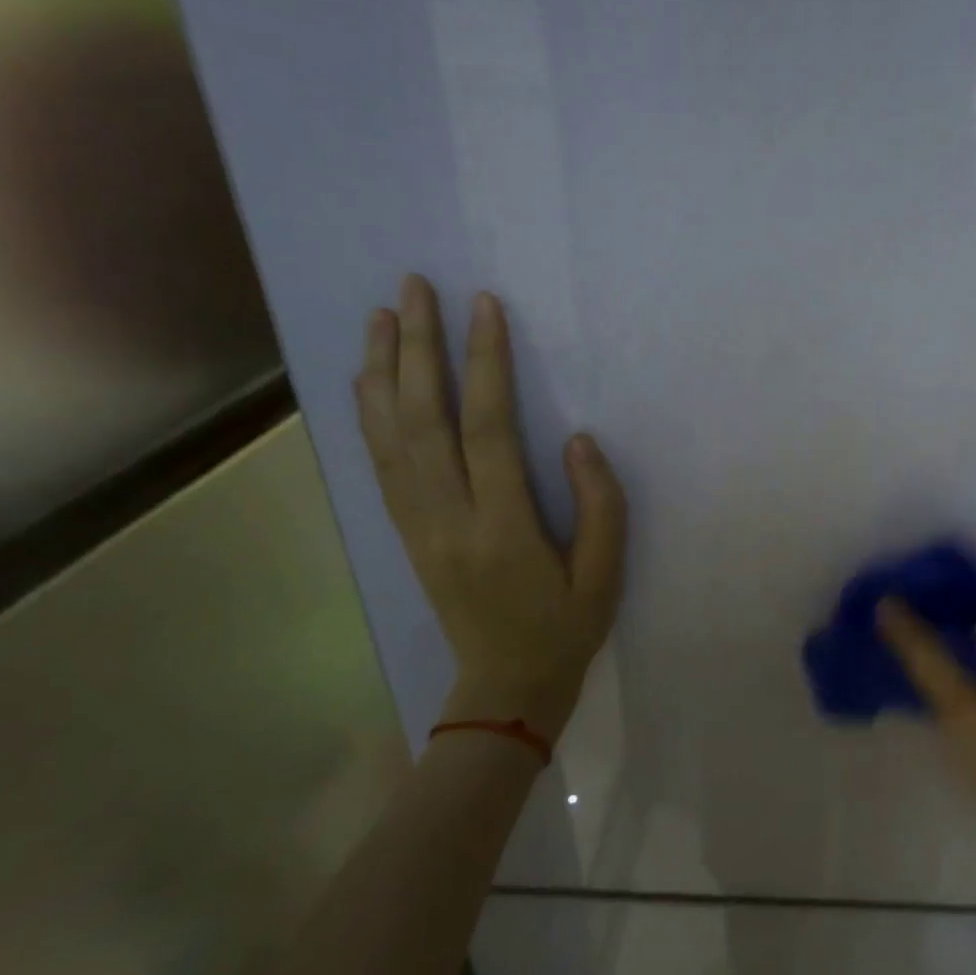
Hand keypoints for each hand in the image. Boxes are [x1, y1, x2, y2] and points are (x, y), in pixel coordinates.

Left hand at [356, 274, 626, 737]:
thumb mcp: (606, 577)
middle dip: (418, 348)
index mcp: (501, 529)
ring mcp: (417, 526)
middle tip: (414, 288)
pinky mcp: (406, 532)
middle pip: (423, 421)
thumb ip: (601, 507)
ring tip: (382, 316)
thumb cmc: (564, 629)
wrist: (504, 686)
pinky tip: (369, 380)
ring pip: (389, 437)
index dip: (485, 364)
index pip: (488, 430)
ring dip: (383, 371)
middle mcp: (446, 519)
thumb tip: (578, 441)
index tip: (484, 307)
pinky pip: (381, 465)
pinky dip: (369, 415)